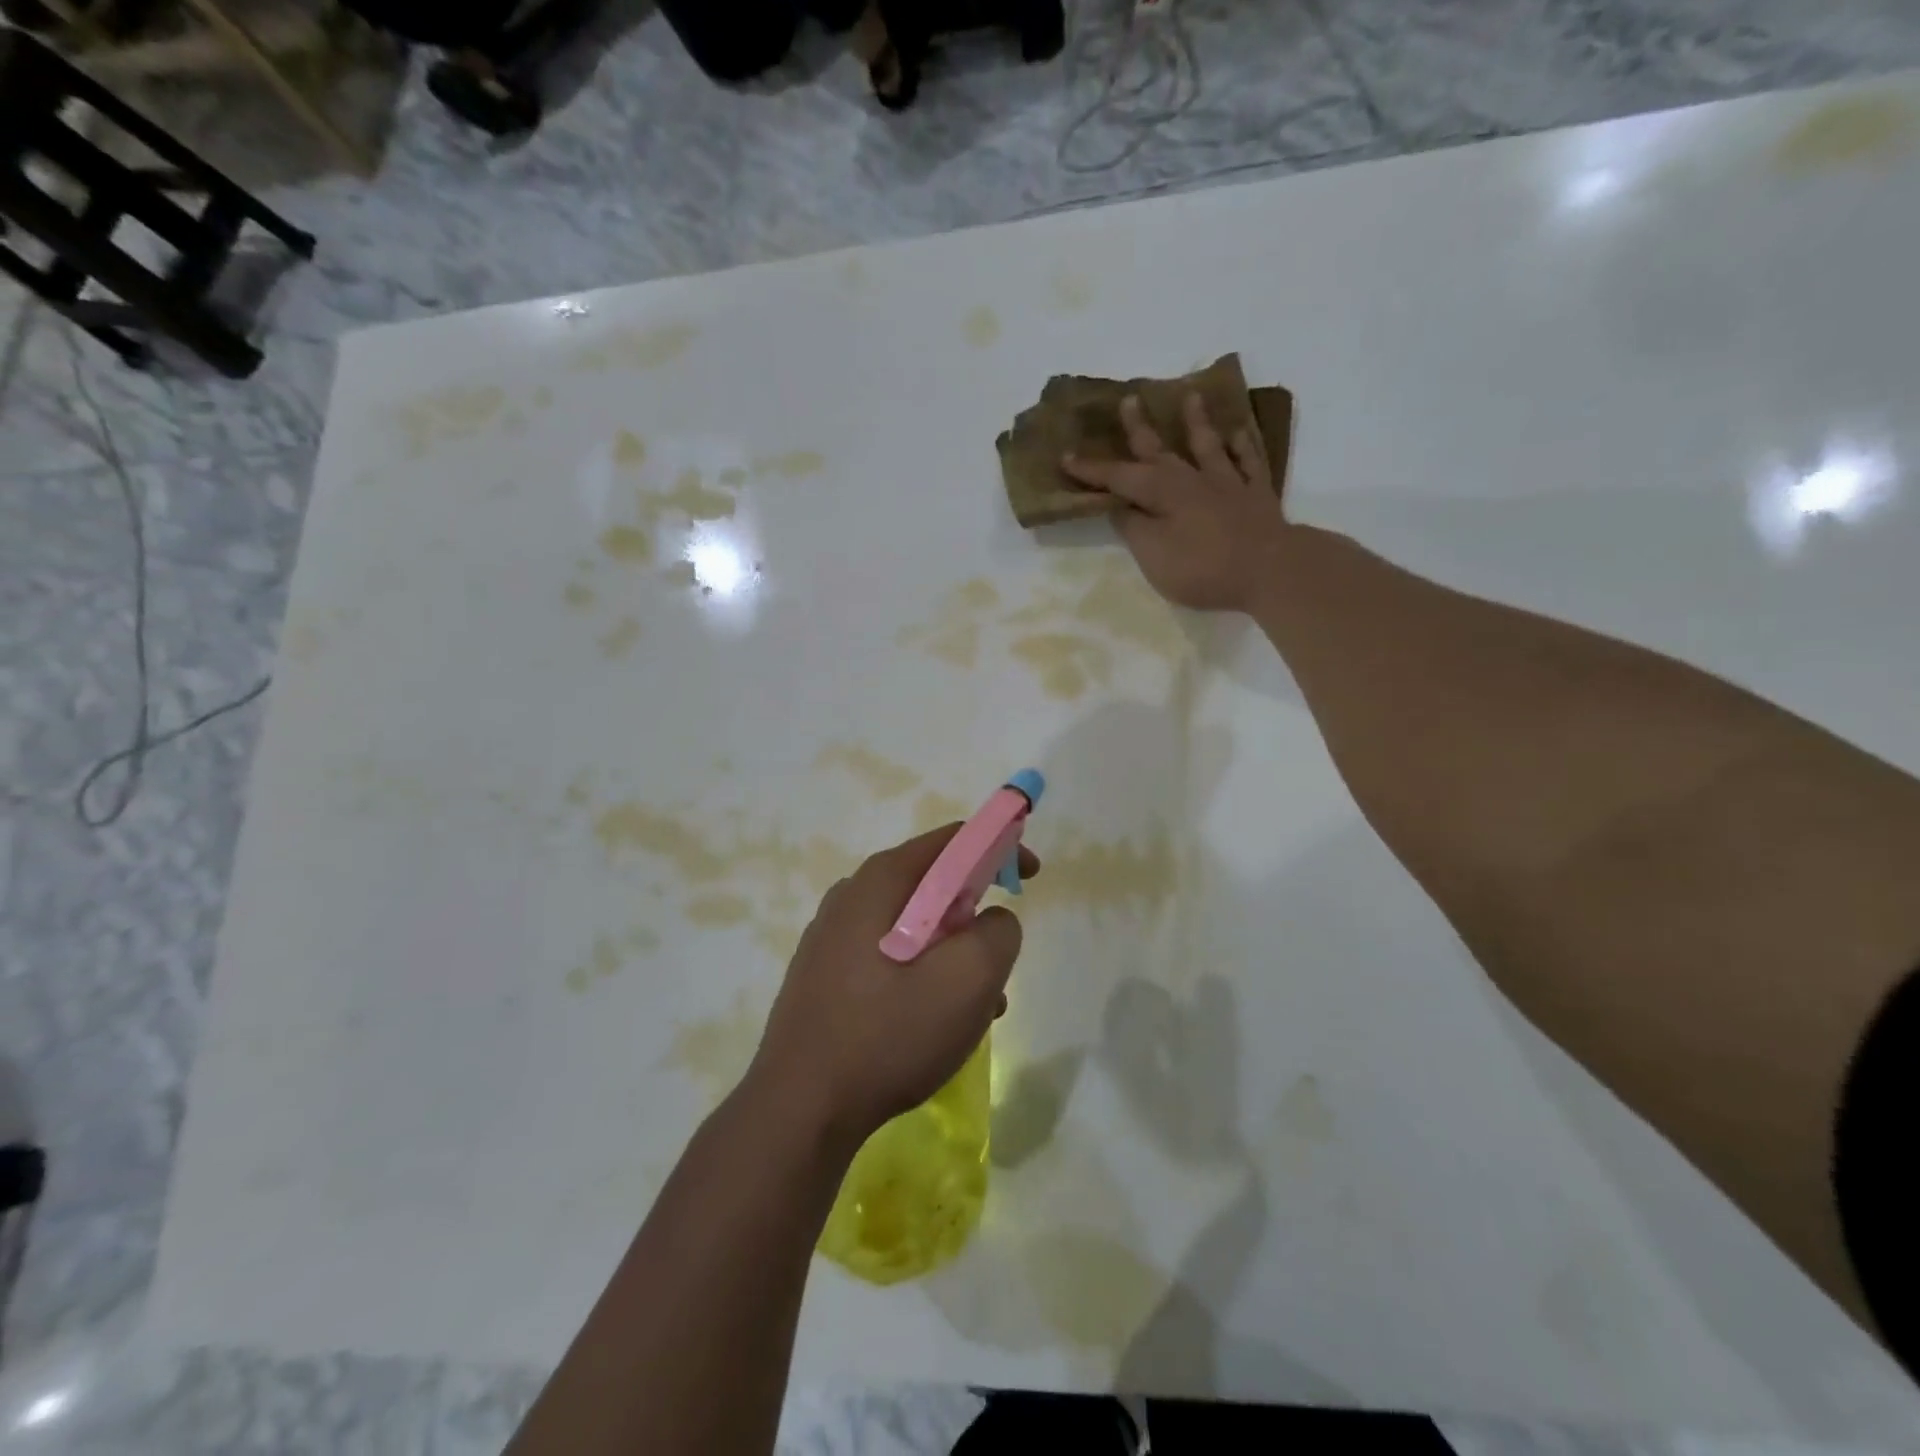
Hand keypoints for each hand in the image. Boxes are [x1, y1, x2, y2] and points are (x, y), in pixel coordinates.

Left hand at [746, 825, 1037, 1152]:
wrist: (799, 1109)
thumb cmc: (889, 1035)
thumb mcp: (969, 980)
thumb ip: (999, 932)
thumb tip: (992, 920)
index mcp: (882, 880)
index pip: (954, 840)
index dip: (1000, 848)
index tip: (1030, 879)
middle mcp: (851, 895)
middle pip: (933, 884)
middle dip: (976, 916)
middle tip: (998, 962)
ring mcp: (831, 936)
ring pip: (914, 927)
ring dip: (953, 956)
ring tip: (976, 1010)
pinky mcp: (823, 974)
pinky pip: (888, 956)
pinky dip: (922, 975)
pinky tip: (934, 1025)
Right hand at [1060, 392, 1288, 613]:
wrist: (1269, 569)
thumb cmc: (1203, 567)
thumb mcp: (1153, 555)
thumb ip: (1134, 528)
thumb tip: (1120, 506)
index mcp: (1162, 493)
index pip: (1118, 478)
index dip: (1092, 470)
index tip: (1066, 457)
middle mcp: (1192, 479)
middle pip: (1160, 450)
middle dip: (1140, 428)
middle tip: (1128, 400)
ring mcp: (1228, 483)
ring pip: (1208, 445)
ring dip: (1196, 421)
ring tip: (1190, 395)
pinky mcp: (1257, 494)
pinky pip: (1249, 461)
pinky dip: (1243, 445)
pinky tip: (1239, 432)